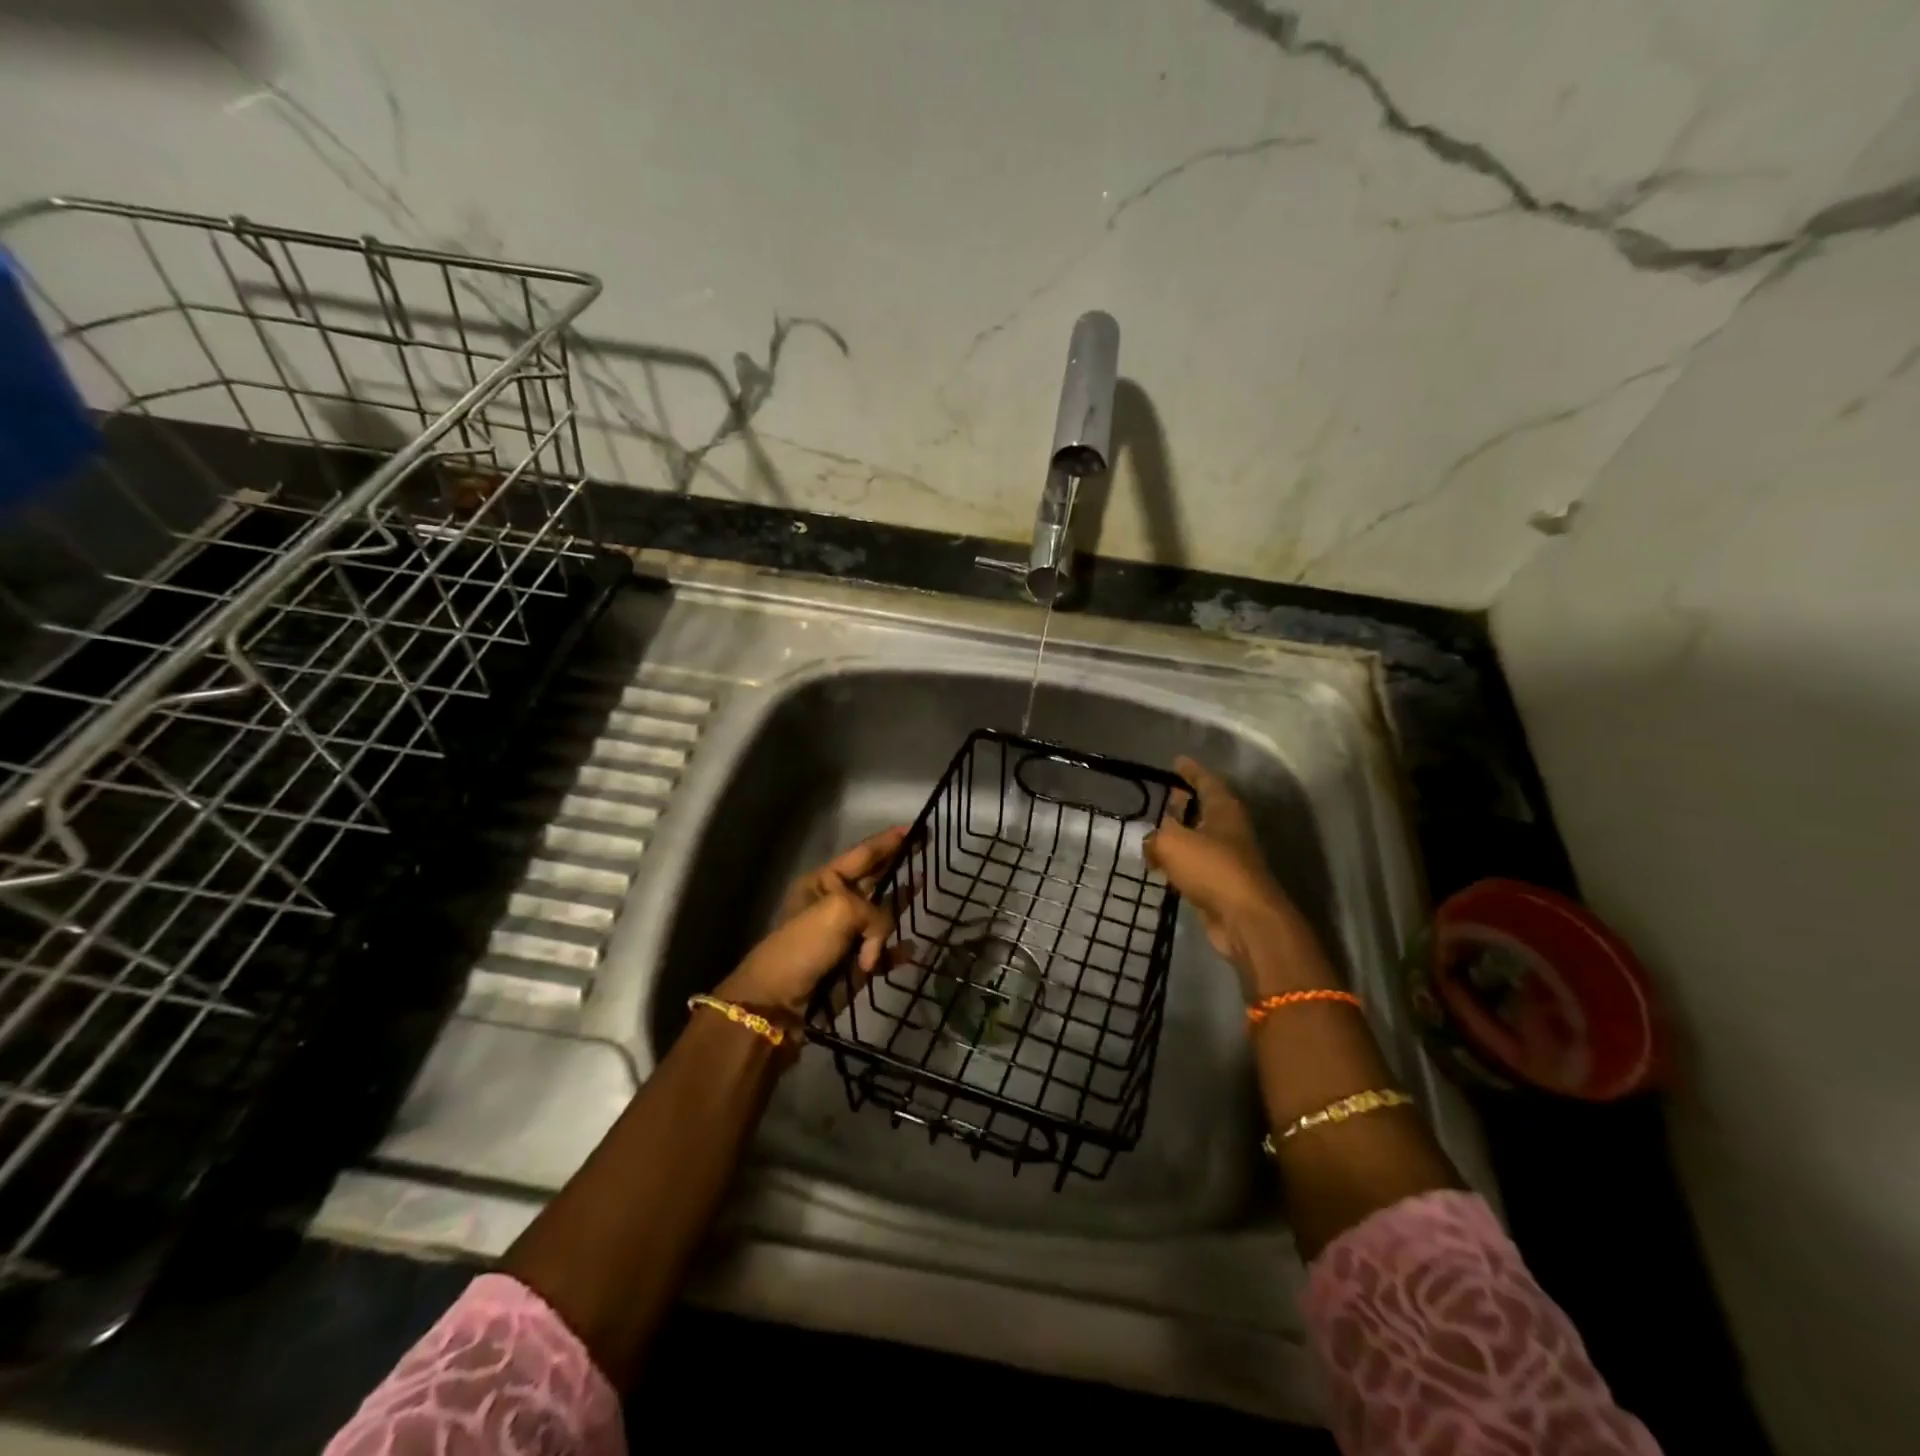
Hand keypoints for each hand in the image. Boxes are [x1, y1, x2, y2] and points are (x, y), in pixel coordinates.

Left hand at [714, 826, 908, 1015]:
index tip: (914, 827)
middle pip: (874, 879)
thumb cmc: (803, 946)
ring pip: (881, 915)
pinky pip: (882, 953)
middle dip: (897, 864)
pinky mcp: (853, 966)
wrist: (777, 1004)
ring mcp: (845, 936)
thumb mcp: (840, 912)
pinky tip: (911, 949)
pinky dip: (896, 952)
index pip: (863, 854)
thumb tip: (881, 943)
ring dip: (900, 903)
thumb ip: (875, 913)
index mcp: (824, 883)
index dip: (888, 841)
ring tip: (921, 887)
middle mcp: (835, 904)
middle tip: (924, 848)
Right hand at [1146, 757, 1326, 994]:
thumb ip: (1156, 837)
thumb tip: (1152, 843)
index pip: (1206, 780)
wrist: (1244, 919)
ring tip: (1156, 832)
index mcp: (1223, 809)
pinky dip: (1180, 863)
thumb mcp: (1172, 843)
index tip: (1177, 762)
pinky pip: (1196, 865)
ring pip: (1199, 839)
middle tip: (1164, 797)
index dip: (1190, 771)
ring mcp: (1228, 859)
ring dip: (1180, 835)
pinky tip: (1162, 867)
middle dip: (1185, 802)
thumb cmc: (1212, 868)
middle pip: (1205, 808)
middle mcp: (1229, 830)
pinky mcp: (1221, 885)